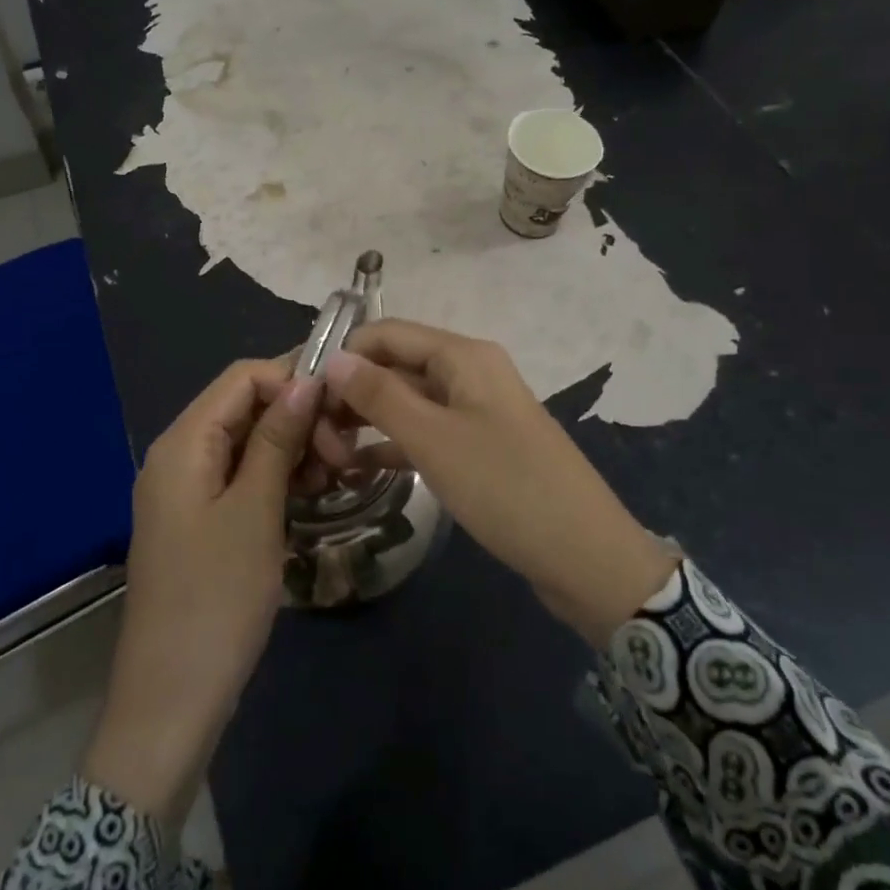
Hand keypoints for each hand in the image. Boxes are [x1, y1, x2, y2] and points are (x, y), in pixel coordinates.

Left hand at [82, 359, 321, 822]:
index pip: (243, 377)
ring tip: (334, 479)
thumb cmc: (216, 598)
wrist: (172, 699)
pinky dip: (278, 478)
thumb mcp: (255, 511)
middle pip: (246, 408)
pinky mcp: (201, 520)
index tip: (341, 412)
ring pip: (249, 443)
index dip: (293, 381)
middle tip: (344, 459)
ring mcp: (188, 490)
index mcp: (183, 443)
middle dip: (298, 419)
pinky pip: (243, 477)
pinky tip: (312, 496)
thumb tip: (306, 380)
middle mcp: (180, 455)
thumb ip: (277, 439)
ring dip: (294, 450)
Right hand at [324, 321, 674, 643]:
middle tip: (315, 438)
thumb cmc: (505, 487)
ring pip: (408, 402)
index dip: (344, 356)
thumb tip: (334, 359)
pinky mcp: (479, 447)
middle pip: (396, 366)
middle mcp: (469, 373)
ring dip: (368, 421)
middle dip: (352, 394)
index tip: (304, 395)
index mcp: (463, 356)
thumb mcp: (434, 439)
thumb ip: (380, 395)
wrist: (584, 555)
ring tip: (328, 456)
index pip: (387, 334)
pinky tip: (359, 470)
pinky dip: (394, 445)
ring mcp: (476, 411)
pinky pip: (426, 433)